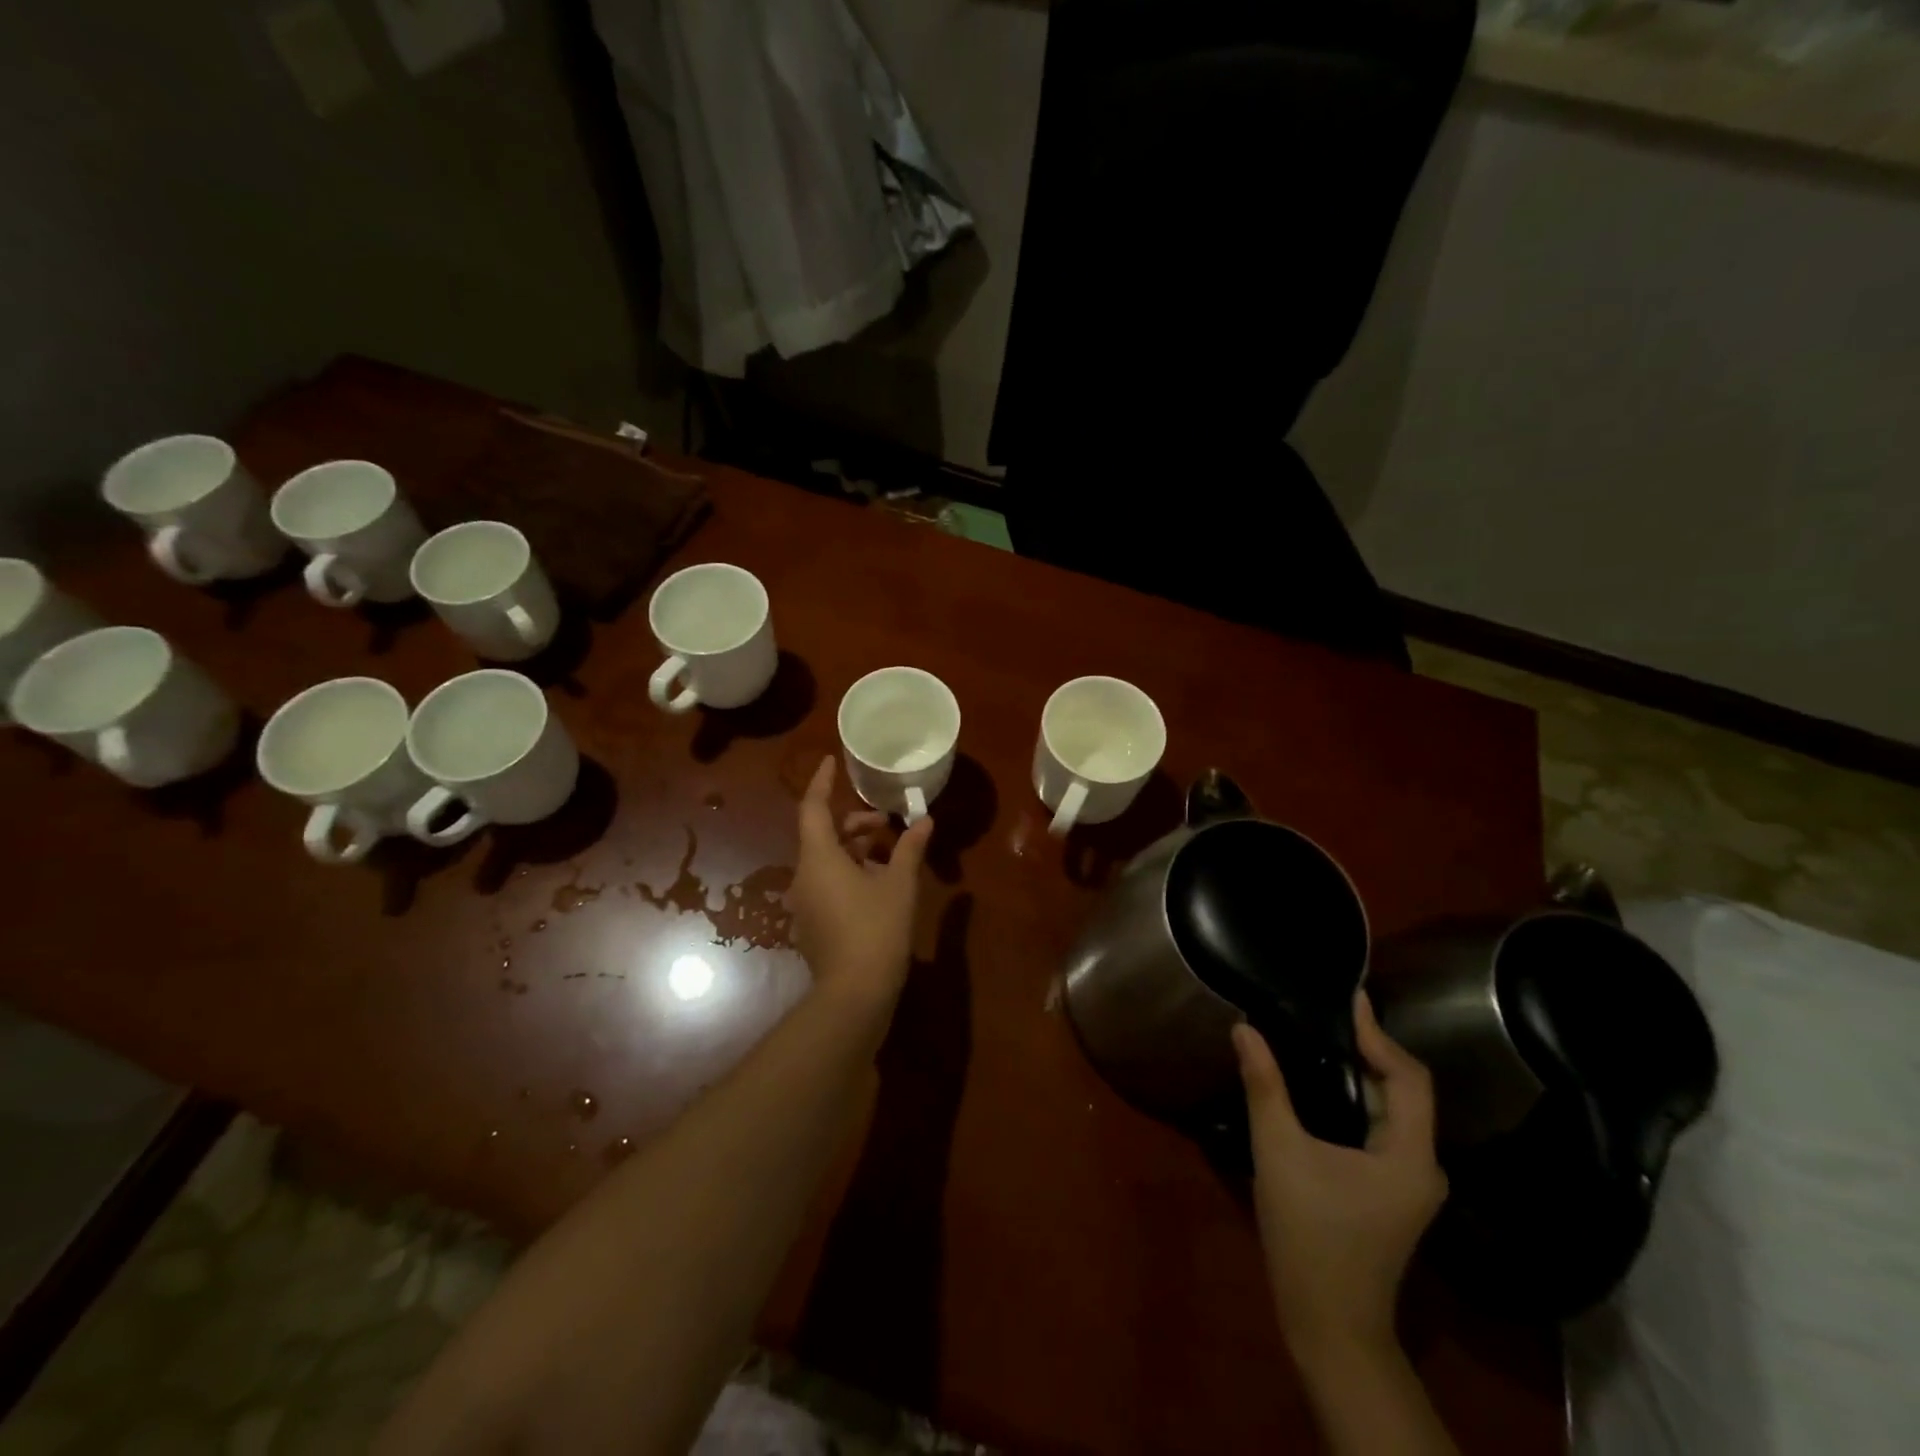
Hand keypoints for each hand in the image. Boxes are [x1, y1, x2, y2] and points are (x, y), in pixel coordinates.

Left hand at [790, 756, 932, 1008]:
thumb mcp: (900, 884)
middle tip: (888, 823)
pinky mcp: (813, 923)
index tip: (829, 760)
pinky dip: (850, 873)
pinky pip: (828, 884)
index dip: (820, 781)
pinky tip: (881, 884)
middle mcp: (804, 875)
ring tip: (893, 854)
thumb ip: (910, 848)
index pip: (812, 807)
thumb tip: (924, 820)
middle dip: (855, 823)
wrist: (855, 994)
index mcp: (819, 858)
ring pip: (827, 861)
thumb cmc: (877, 929)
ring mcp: (805, 902)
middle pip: (823, 835)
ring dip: (856, 850)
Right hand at [1233, 991, 1447, 1362]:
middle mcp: (1421, 1166)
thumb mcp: (1279, 1152)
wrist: (1329, 1324)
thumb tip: (1244, 1029)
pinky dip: (1354, 1100)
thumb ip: (1264, 1087)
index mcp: (1409, 1155)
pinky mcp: (1390, 1192)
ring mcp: (1408, 1183)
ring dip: (1359, 1074)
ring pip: (1391, 1111)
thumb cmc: (1309, 1236)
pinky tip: (1319, 1088)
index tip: (1350, 998)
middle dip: (1367, 1049)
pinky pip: (1380, 1130)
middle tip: (1324, 1013)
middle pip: (1403, 1091)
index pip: (1409, 1077)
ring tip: (1316, 1039)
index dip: (1380, 1035)